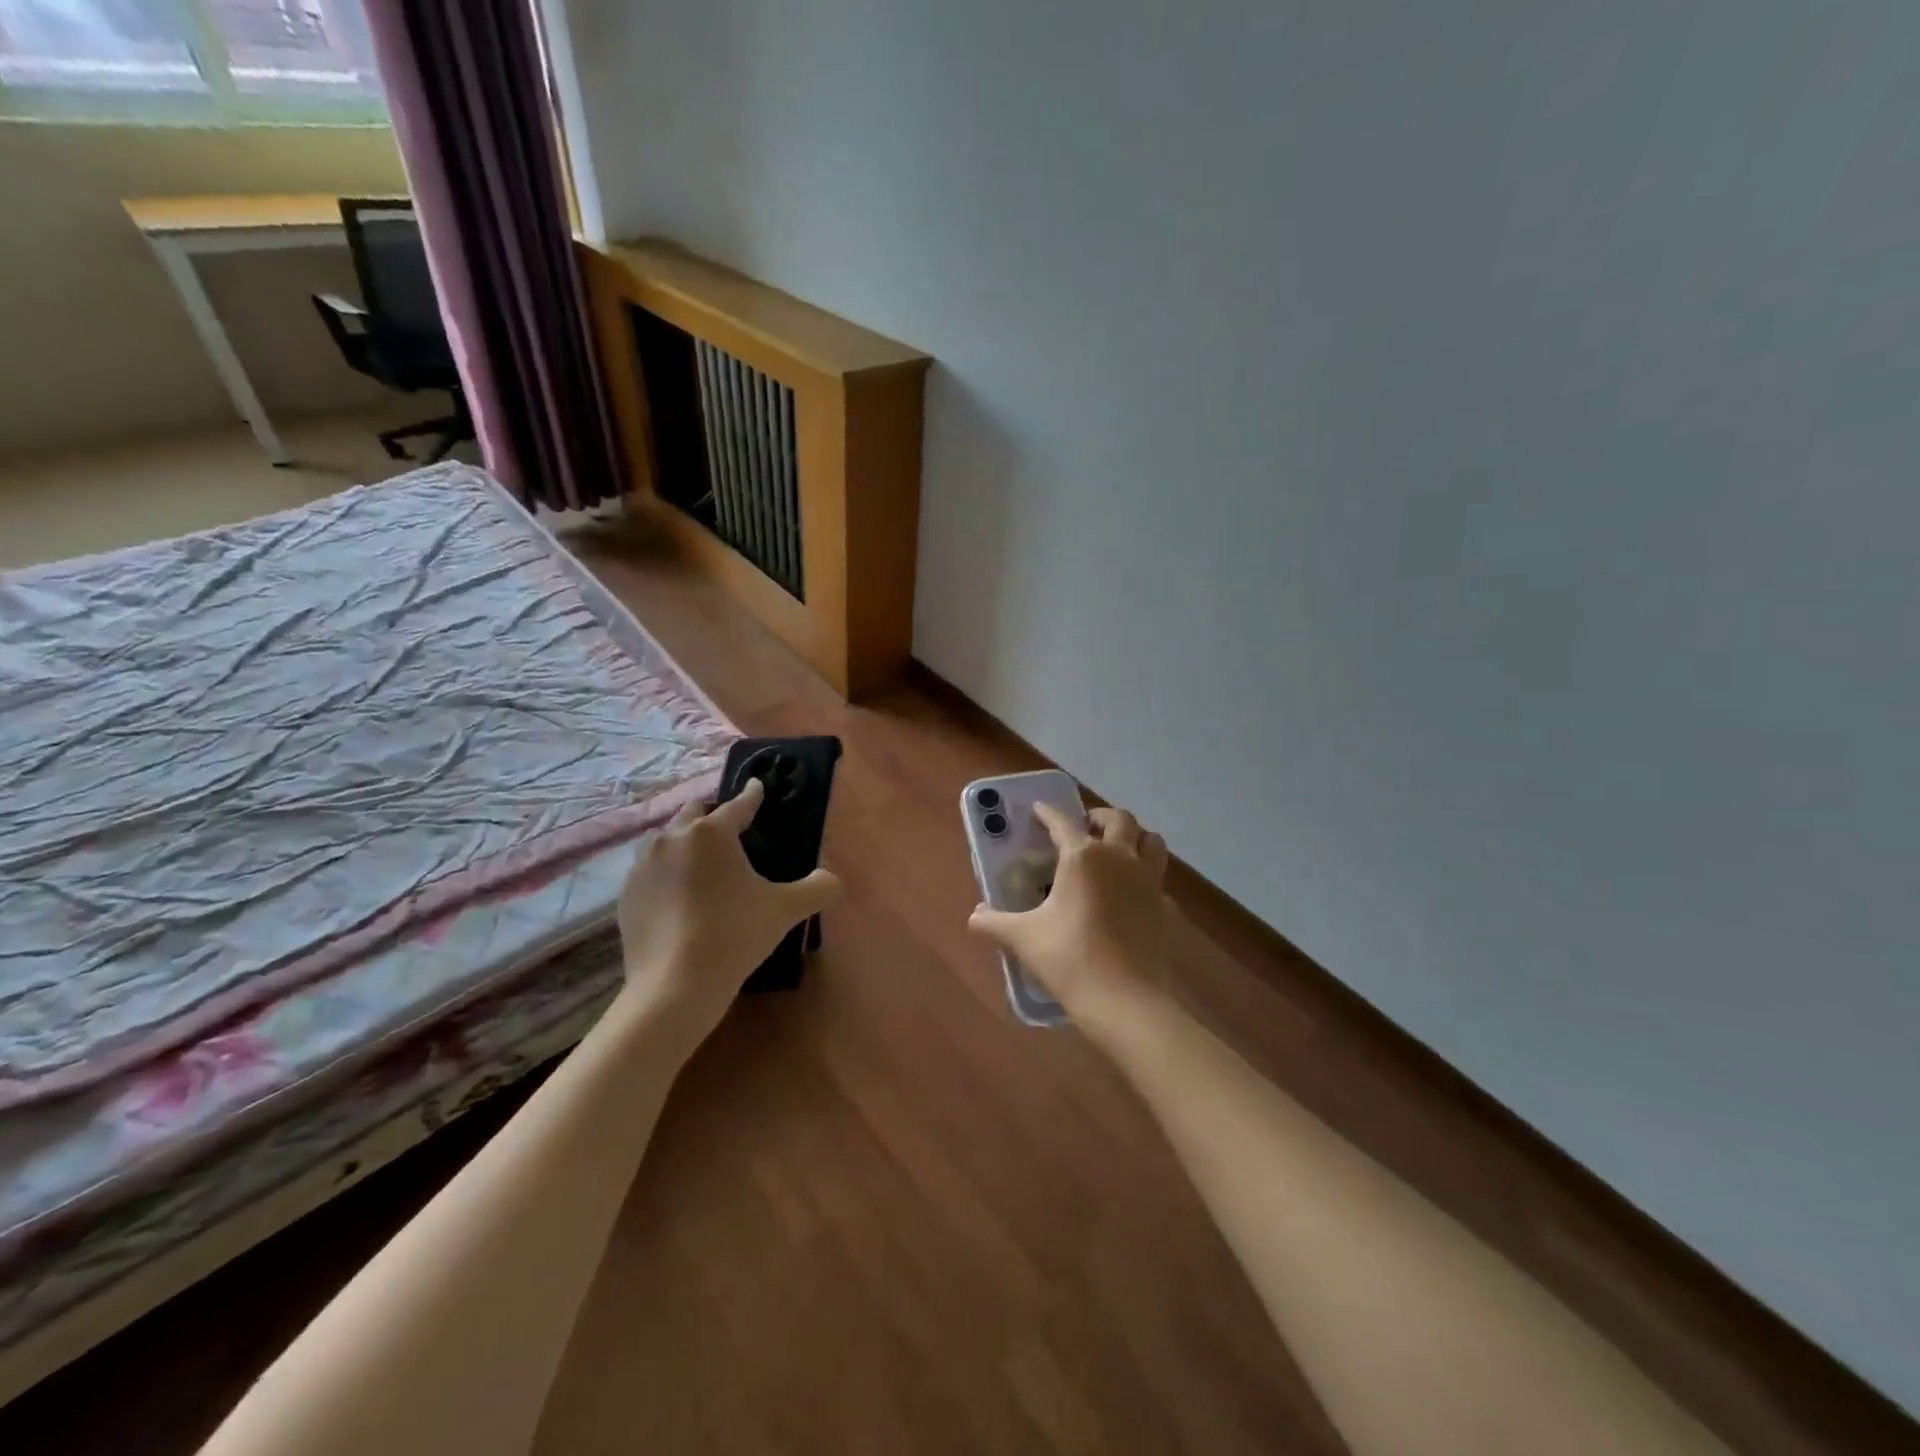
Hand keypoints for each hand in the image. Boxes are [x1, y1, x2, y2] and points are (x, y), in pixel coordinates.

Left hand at [615, 778, 840, 1039]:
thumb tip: (831, 879)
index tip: (758, 787)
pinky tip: (679, 894)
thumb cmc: (735, 935)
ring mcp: (643, 865)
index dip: (753, 796)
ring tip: (701, 861)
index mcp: (712, 833)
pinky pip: (650, 870)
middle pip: (695, 814)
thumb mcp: (785, 910)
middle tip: (731, 831)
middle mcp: (673, 838)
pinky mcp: (626, 893)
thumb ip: (817, 888)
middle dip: (713, 816)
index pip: (739, 805)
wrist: (675, 985)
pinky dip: (667, 873)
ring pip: (666, 840)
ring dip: (685, 842)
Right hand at [968, 803, 1176, 1030]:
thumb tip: (975, 916)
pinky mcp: (1165, 908)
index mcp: (1083, 857)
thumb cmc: (1070, 959)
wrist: (1126, 1001)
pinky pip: (1158, 879)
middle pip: (1120, 819)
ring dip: (1134, 837)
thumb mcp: (1023, 939)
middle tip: (1084, 827)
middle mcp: (1120, 858)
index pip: (1063, 822)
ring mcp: (1149, 882)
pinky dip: (1145, 876)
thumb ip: (994, 923)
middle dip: (1100, 817)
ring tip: (1116, 849)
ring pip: (1152, 841)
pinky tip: (1131, 894)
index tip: (1039, 808)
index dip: (1048, 813)